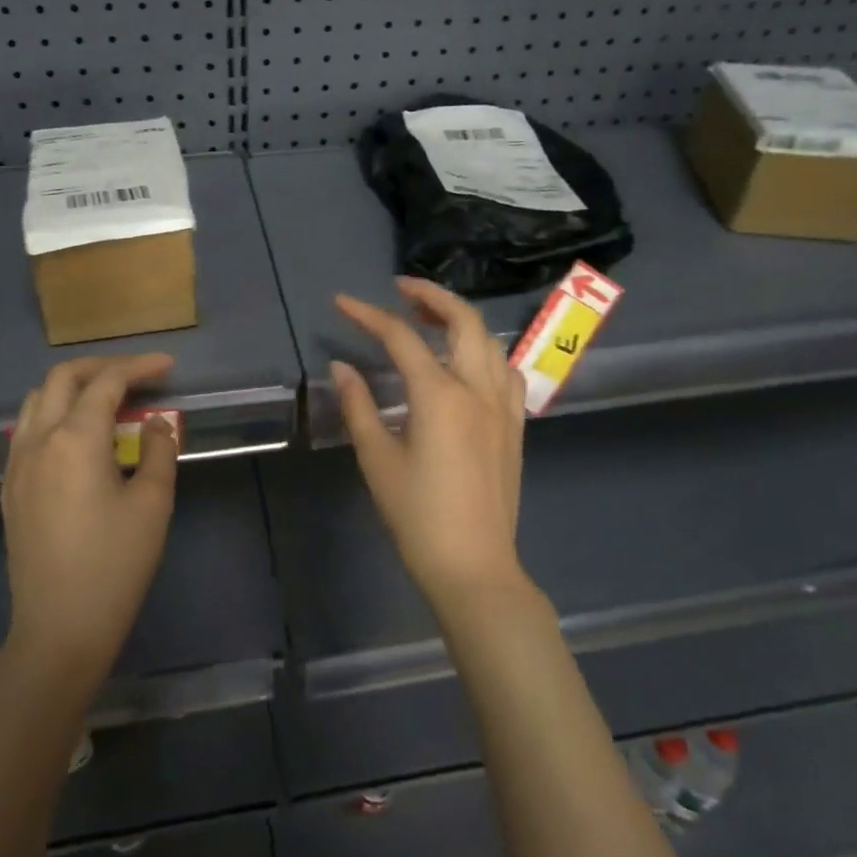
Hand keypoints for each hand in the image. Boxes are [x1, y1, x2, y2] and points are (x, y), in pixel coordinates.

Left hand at [1, 354, 178, 693]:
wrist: (59, 629)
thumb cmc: (115, 565)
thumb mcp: (153, 504)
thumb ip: (159, 450)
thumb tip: (156, 423)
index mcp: (74, 440)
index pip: (107, 383)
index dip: (139, 367)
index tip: (167, 366)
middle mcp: (38, 441)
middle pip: (63, 378)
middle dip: (101, 367)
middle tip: (137, 375)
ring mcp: (17, 465)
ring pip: (38, 400)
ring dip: (73, 387)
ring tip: (108, 400)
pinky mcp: (10, 489)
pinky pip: (27, 430)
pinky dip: (54, 414)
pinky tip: (79, 437)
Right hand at [330, 278, 529, 610]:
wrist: (474, 566)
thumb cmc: (418, 516)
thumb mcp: (378, 459)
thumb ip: (358, 405)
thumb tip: (341, 367)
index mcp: (440, 395)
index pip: (400, 337)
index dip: (368, 314)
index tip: (342, 302)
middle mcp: (478, 388)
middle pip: (462, 320)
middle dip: (430, 295)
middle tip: (399, 289)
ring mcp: (504, 405)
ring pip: (489, 340)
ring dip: (459, 319)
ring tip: (429, 318)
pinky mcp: (515, 424)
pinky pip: (505, 369)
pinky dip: (483, 350)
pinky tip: (465, 362)